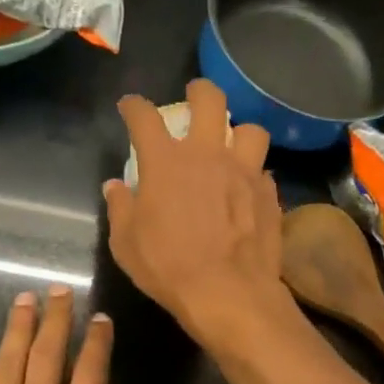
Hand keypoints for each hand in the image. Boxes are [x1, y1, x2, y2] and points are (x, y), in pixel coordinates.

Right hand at [105, 80, 288, 343]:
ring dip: (239, 132)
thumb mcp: (125, 243)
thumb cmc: (168, 267)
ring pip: (251, 129)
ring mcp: (244, 171)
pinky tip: (248, 188)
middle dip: (199, 90)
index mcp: (166, 162)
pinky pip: (263, 170)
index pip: (144, 117)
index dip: (133, 106)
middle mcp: (207, 155)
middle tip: (194, 96)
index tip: (130, 107)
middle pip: (209, 100)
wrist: (228, 293)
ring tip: (233, 145)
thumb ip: (120, 208)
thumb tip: (115, 187)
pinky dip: (253, 174)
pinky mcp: (268, 193)